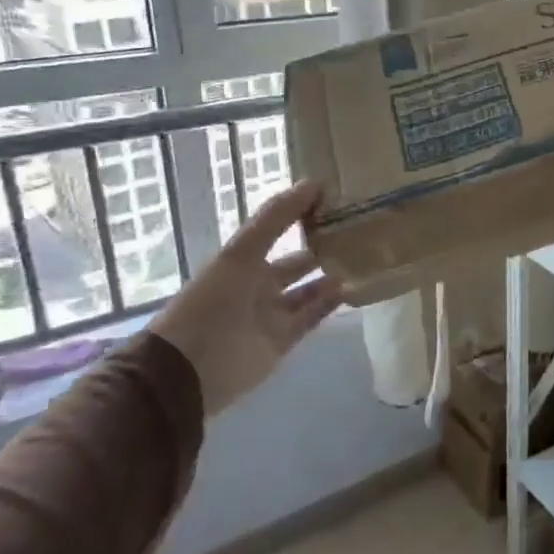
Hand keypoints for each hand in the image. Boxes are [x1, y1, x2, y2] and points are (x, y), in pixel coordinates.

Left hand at [149, 181, 342, 416]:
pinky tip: (354, 287)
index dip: (303, 213)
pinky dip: (332, 303)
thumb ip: (276, 218)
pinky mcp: (283, 341)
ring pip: (309, 290)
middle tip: (361, 231)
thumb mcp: (241, 254)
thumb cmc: (211, 303)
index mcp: (243, 261)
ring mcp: (271, 314)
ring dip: (332, 275)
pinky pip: (313, 317)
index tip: (337, 198)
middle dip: (323, 247)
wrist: (188, 371)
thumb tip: (314, 182)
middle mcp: (258, 285)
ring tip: (365, 258)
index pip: (278, 230)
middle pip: (297, 262)